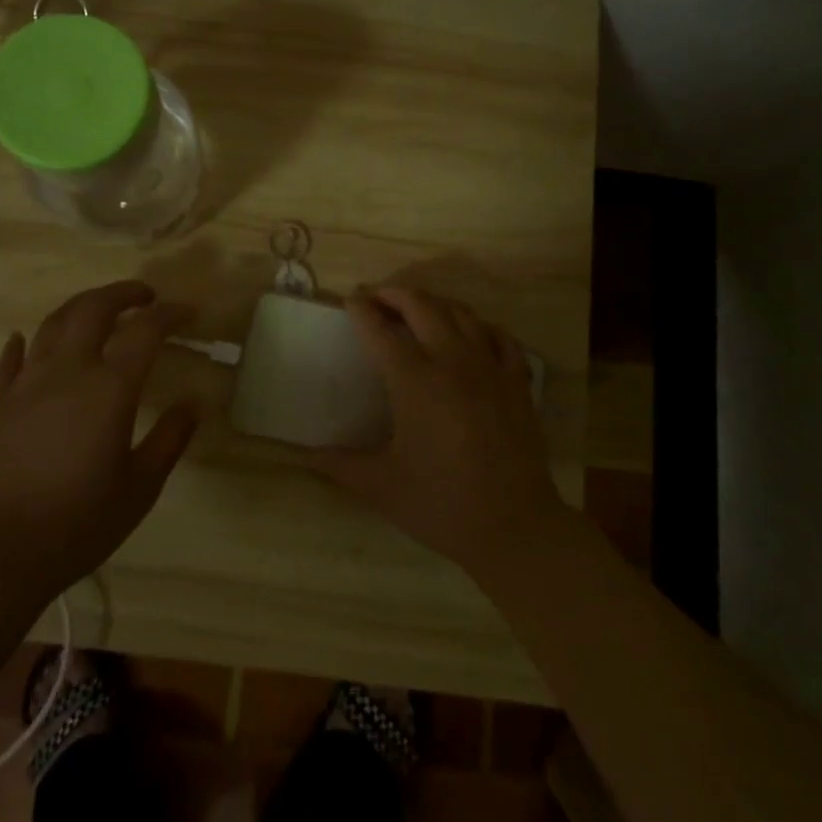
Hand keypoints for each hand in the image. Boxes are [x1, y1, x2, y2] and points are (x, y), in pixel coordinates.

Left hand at [0, 281, 198, 604]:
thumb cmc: (78, 523)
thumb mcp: (140, 488)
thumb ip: (170, 439)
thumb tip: (193, 403)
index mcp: (109, 389)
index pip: (145, 331)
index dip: (170, 314)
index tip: (188, 312)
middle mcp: (67, 372)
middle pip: (93, 308)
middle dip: (123, 293)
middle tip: (145, 297)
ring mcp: (26, 384)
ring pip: (53, 323)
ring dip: (81, 306)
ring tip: (99, 309)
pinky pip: (11, 359)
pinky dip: (23, 342)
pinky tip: (25, 338)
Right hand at [307, 287, 573, 577]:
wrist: (515, 527)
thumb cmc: (442, 505)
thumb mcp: (382, 487)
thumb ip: (340, 465)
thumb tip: (304, 455)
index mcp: (415, 382)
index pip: (381, 332)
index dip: (362, 311)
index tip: (350, 299)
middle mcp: (452, 362)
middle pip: (422, 306)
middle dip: (395, 294)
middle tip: (377, 296)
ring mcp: (490, 368)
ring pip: (462, 314)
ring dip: (435, 303)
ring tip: (417, 308)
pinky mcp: (517, 382)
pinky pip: (500, 337)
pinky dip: (481, 326)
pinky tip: (472, 334)